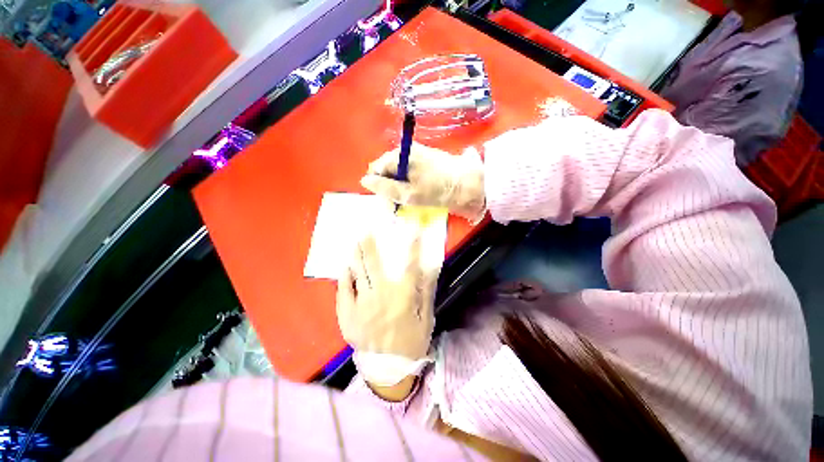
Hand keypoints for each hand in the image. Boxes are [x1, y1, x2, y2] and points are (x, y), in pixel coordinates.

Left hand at [336, 232, 437, 384]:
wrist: (388, 369)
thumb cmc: (411, 341)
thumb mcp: (426, 317)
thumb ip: (427, 291)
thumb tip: (430, 267)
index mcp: (403, 297)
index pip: (409, 265)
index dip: (413, 247)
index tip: (413, 231)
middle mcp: (381, 296)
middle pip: (374, 264)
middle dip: (370, 245)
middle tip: (367, 231)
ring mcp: (362, 305)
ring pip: (358, 273)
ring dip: (356, 256)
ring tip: (355, 242)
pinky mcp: (348, 315)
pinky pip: (343, 291)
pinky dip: (344, 278)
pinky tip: (345, 267)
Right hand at [361, 143, 485, 221]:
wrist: (468, 184)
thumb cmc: (437, 190)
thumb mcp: (408, 194)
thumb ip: (385, 187)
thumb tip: (364, 180)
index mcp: (399, 155)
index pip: (376, 168)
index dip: (378, 185)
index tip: (388, 199)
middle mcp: (406, 151)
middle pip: (387, 169)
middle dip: (389, 185)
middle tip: (400, 201)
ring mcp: (417, 154)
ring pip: (398, 172)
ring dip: (400, 185)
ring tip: (410, 197)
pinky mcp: (427, 160)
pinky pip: (410, 172)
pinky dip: (409, 182)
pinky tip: (418, 191)